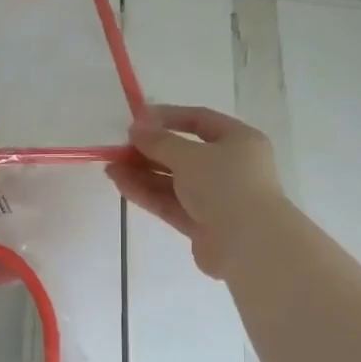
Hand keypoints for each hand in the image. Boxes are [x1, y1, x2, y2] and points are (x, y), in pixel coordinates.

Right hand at [107, 105, 288, 277]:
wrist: (249, 244)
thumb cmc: (226, 186)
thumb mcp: (189, 156)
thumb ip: (159, 142)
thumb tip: (136, 128)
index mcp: (239, 141)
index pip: (200, 121)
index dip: (168, 117)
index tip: (138, 119)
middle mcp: (230, 167)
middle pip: (184, 154)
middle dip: (149, 151)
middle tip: (119, 149)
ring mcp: (216, 198)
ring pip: (174, 181)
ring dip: (143, 174)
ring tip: (111, 169)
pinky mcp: (202, 224)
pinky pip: (172, 203)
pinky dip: (148, 194)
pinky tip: (122, 185)